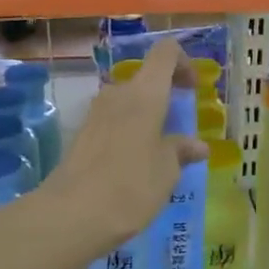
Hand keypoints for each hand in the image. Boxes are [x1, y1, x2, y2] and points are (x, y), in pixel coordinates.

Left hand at [40, 39, 206, 260]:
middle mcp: (117, 94)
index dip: (183, 63)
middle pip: (145, 80)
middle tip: (179, 129)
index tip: (193, 90)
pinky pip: (113, 123)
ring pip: (127, 103)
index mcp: (144, 94)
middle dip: (164, 98)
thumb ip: (181, 150)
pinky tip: (134, 167)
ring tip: (158, 153)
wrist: (72, 214)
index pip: (165, 53)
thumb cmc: (131, 186)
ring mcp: (95, 114)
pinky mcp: (81, 135)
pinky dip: (128, 134)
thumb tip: (197, 146)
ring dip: (145, 119)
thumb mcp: (167, 170)